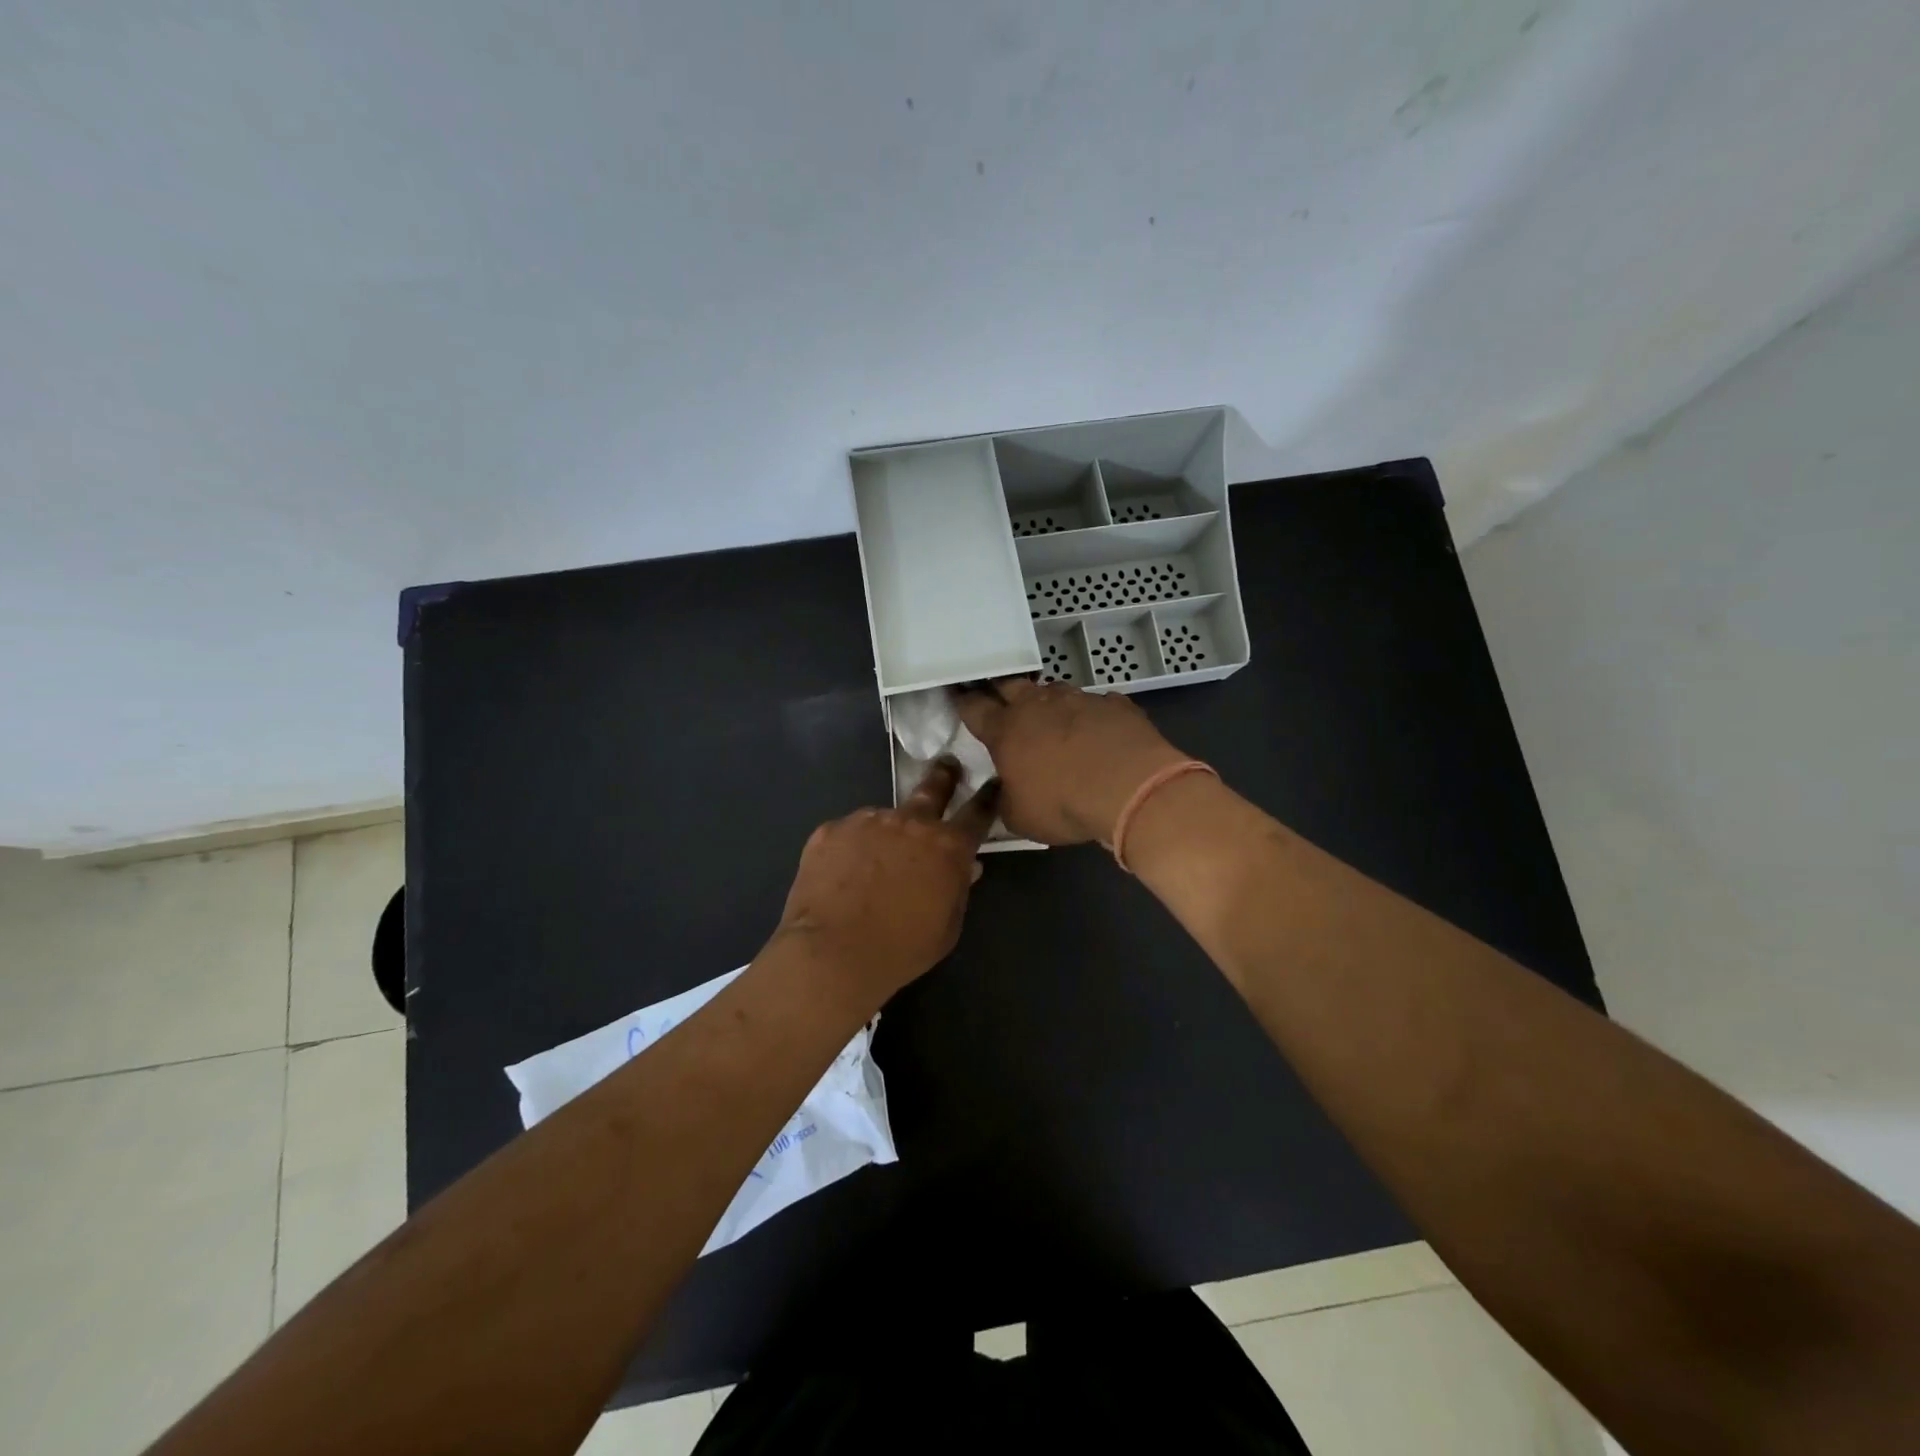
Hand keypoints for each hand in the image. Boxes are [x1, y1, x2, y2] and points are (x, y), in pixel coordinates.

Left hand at [773, 760, 999, 1011]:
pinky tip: (842, 875)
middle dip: (943, 776)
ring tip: (871, 864)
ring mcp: (867, 821)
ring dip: (887, 831)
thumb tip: (965, 866)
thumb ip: (958, 889)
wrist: (832, 953)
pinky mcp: (831, 829)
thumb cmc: (900, 949)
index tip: (992, 783)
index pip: (977, 813)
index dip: (987, 797)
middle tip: (947, 766)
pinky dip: (851, 847)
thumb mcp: (946, 928)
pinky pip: (849, 833)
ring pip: (884, 818)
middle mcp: (910, 823)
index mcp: (947, 847)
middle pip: (932, 789)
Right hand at [956, 678, 1188, 845]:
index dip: (965, 704)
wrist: (1130, 786)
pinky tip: (1098, 730)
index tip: (960, 700)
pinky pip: (1096, 703)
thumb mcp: (1020, 818)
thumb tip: (1004, 793)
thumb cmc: (1063, 803)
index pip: (975, 709)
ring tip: (1053, 718)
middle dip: (1003, 693)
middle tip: (1003, 703)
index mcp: (1006, 730)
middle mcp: (1038, 705)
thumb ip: (1006, 800)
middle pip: (1011, 686)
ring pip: (1054, 689)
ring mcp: (1078, 699)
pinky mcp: (1114, 704)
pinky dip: (1091, 715)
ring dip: (1049, 702)